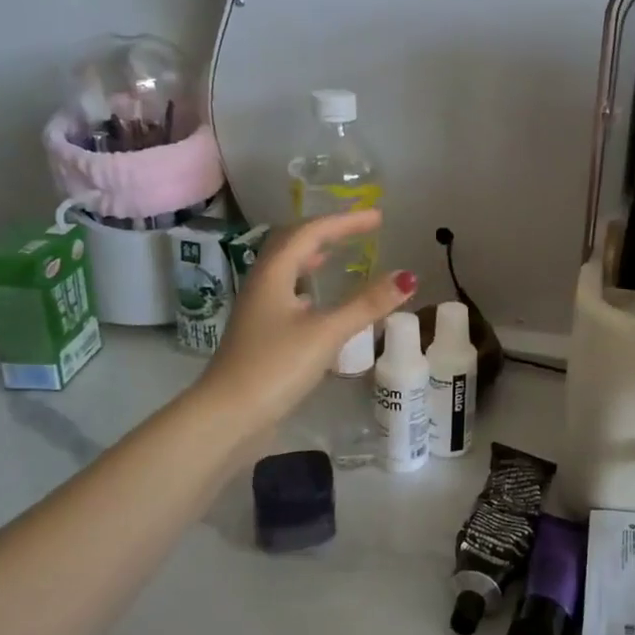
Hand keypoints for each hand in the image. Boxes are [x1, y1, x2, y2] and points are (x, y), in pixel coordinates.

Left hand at [200, 211, 414, 423]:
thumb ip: (367, 304)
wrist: (227, 417)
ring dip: (313, 256)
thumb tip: (407, 276)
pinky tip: (319, 301)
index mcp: (273, 275)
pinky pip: (287, 293)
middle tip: (359, 229)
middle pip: (292, 244)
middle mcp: (262, 285)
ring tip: (337, 254)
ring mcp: (258, 310)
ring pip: (287, 269)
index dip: (345, 221)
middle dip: (327, 231)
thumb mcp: (326, 333)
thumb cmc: (275, 367)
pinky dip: (308, 285)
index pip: (310, 232)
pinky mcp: (261, 334)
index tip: (378, 217)